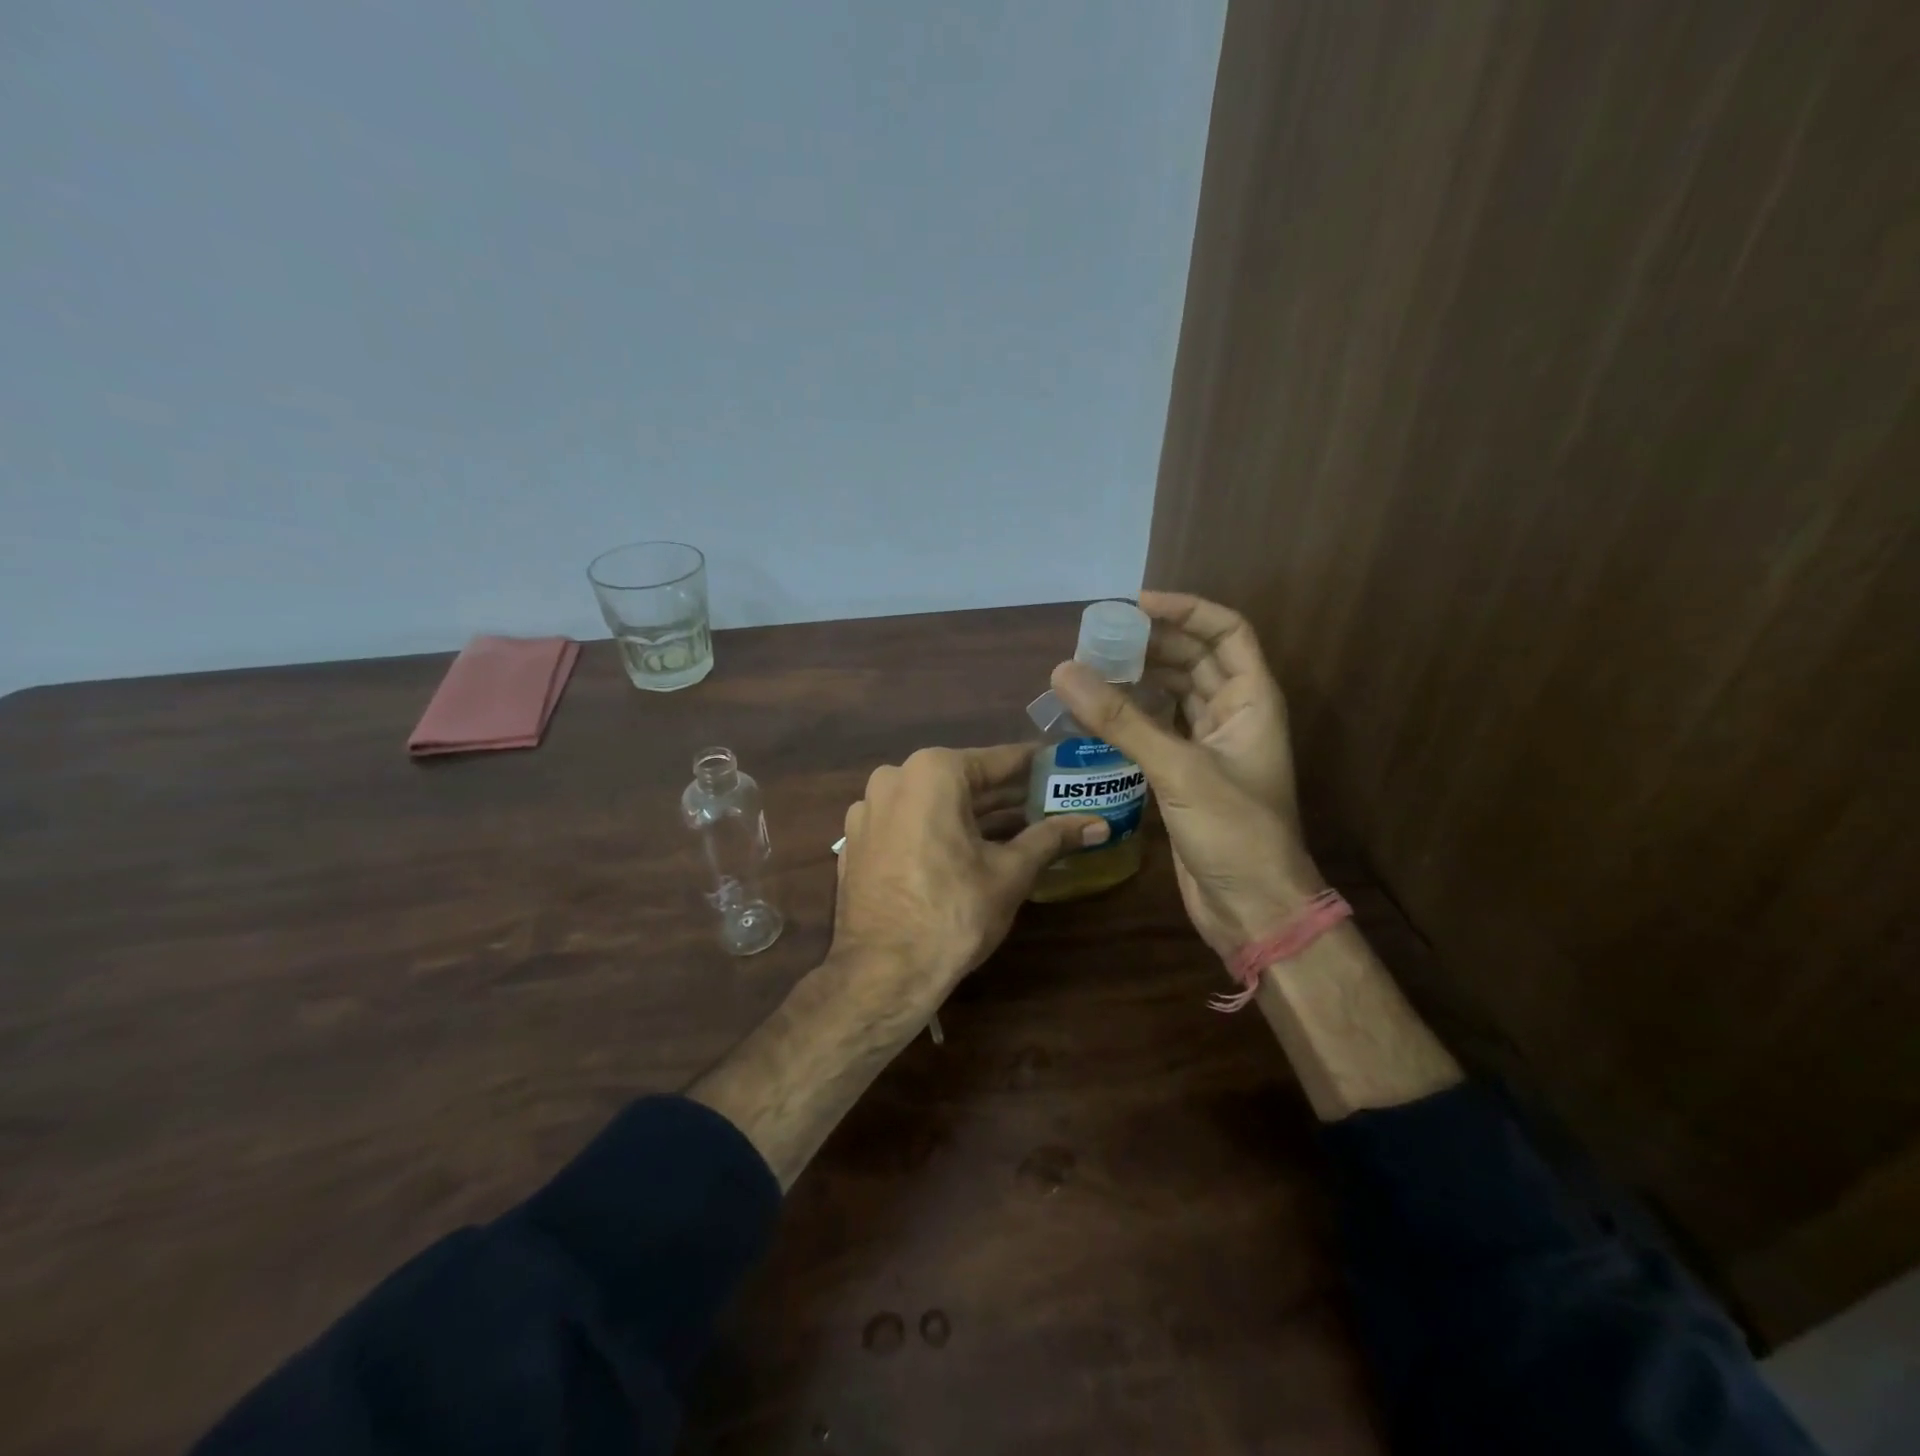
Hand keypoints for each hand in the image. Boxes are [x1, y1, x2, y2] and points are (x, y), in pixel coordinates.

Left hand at [831, 745, 1106, 1017]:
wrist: (882, 974)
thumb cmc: (953, 913)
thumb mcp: (1011, 872)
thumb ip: (1053, 838)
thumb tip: (1099, 825)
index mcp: (932, 772)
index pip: (1000, 760)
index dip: (1038, 766)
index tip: (1066, 767)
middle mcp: (894, 778)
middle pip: (965, 780)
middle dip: (1008, 795)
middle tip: (1052, 802)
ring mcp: (869, 810)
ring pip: (935, 803)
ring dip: (975, 814)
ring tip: (1020, 827)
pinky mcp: (859, 841)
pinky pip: (909, 824)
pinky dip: (939, 831)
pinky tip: (969, 850)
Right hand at [1050, 592, 1321, 960]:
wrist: (1252, 907)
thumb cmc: (1233, 832)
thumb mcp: (1178, 769)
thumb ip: (1121, 720)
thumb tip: (1064, 672)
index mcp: (1252, 701)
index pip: (1227, 633)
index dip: (1187, 610)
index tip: (1135, 604)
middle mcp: (1234, 716)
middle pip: (1196, 659)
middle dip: (1153, 643)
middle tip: (1099, 639)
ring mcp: (1210, 747)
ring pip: (1175, 694)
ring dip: (1140, 678)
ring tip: (1092, 668)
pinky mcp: (1187, 776)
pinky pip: (1158, 729)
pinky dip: (1131, 717)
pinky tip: (1097, 714)